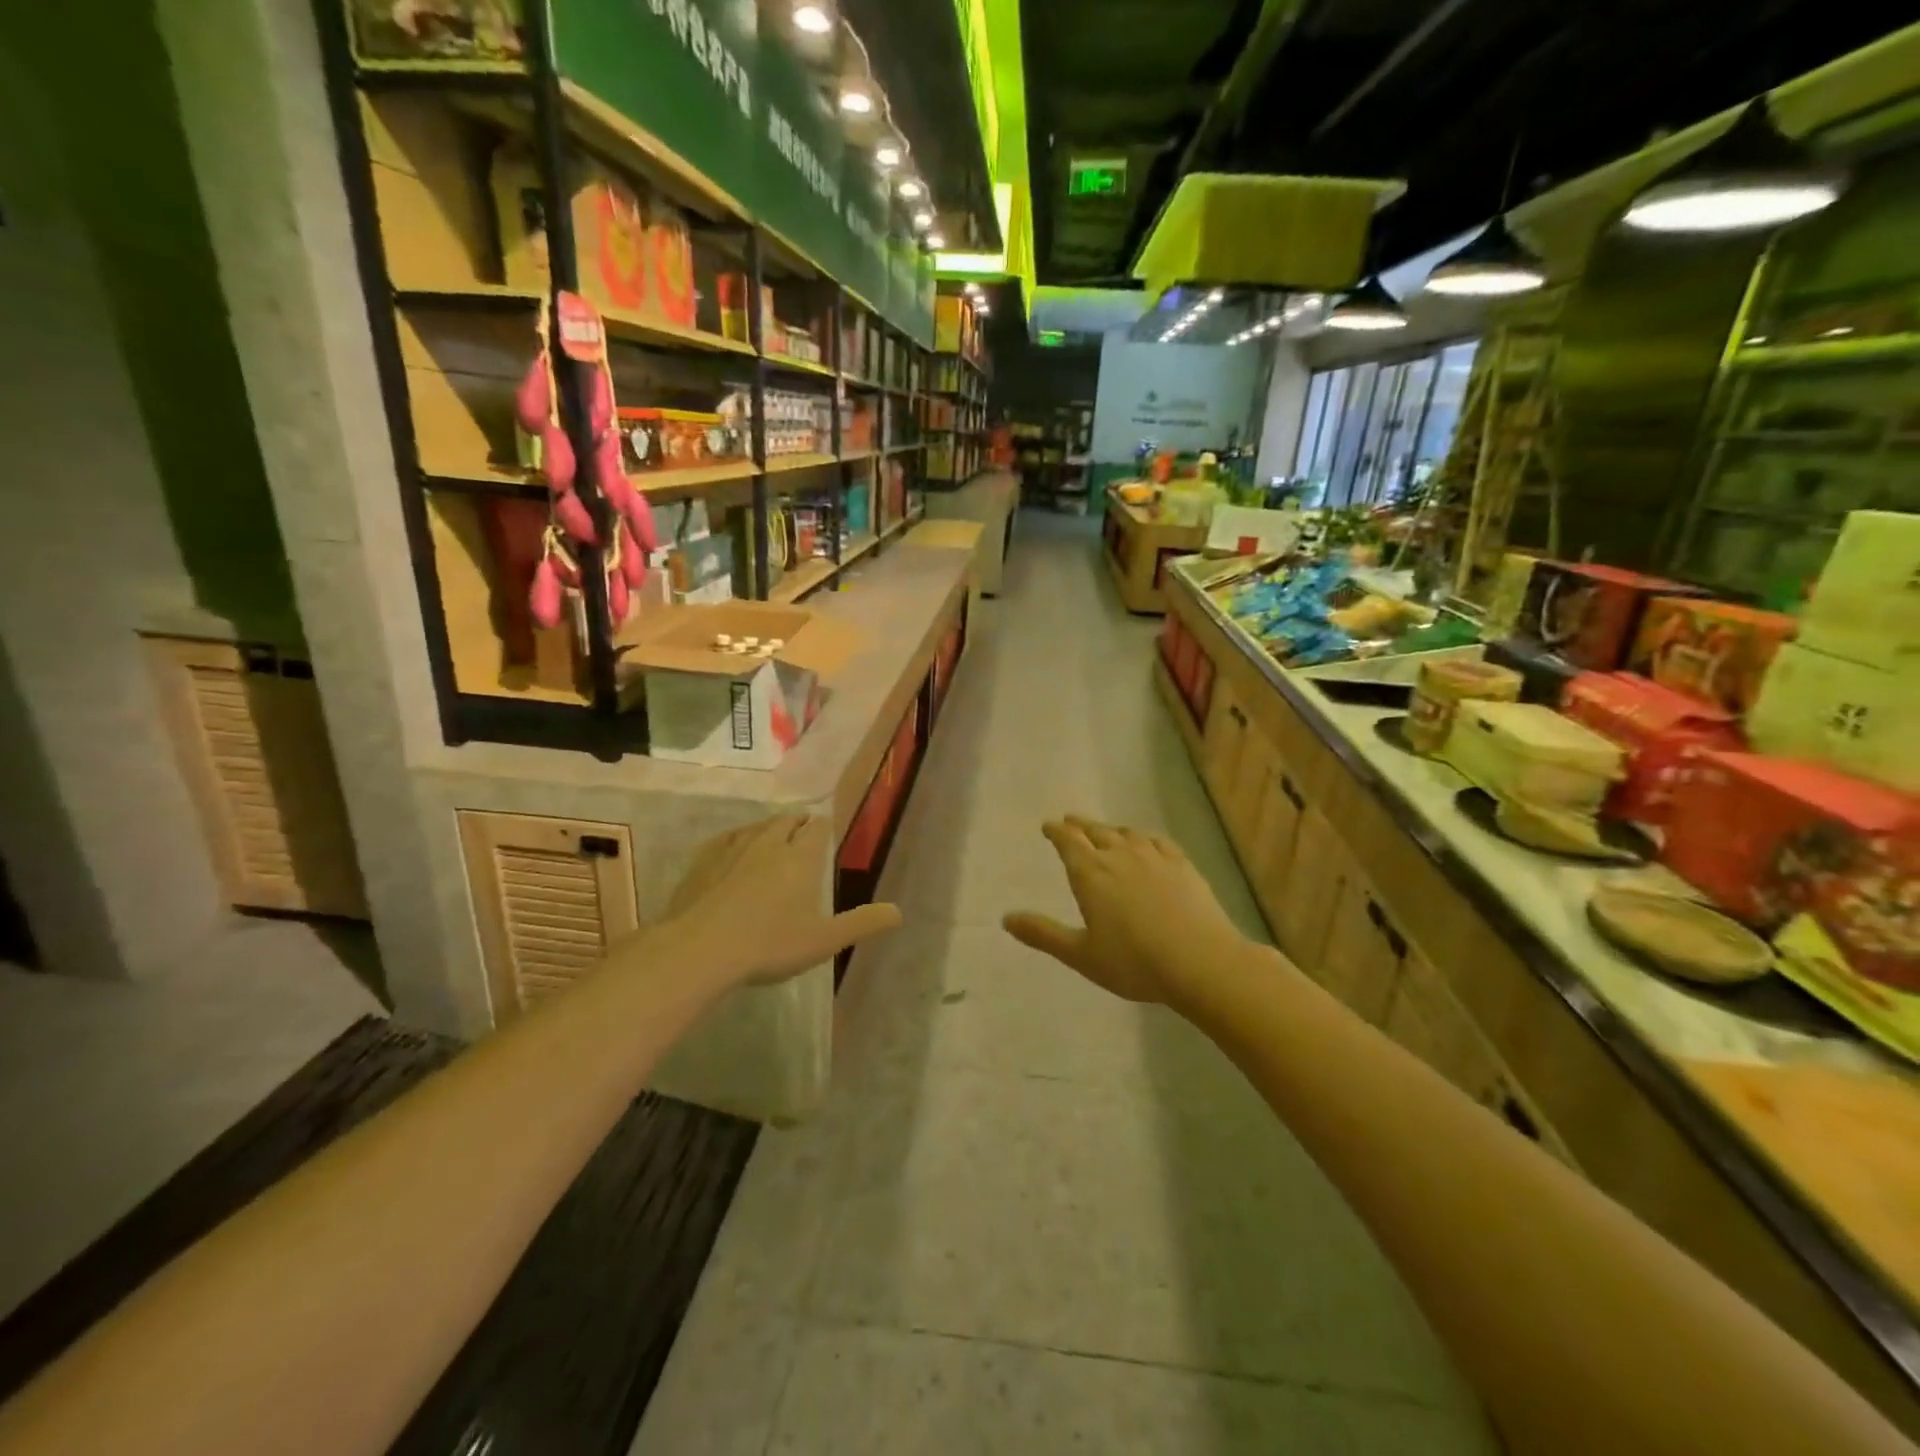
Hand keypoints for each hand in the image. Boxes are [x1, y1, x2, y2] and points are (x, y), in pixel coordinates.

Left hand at [653, 816, 901, 990]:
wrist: (702, 949)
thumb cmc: (770, 944)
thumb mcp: (824, 940)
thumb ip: (861, 923)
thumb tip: (898, 912)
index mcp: (801, 858)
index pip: (818, 829)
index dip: (824, 827)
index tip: (826, 830)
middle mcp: (770, 844)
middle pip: (787, 821)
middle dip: (797, 823)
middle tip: (802, 830)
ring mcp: (733, 848)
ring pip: (757, 826)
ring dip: (768, 827)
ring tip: (772, 835)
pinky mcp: (704, 860)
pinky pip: (725, 838)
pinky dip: (736, 838)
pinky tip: (732, 846)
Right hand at [1003, 816, 1246, 1008]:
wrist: (1201, 961)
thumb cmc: (1134, 962)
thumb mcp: (1081, 954)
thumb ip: (1043, 934)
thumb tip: (1006, 918)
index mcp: (1090, 873)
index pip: (1068, 842)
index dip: (1056, 832)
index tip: (1048, 826)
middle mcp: (1119, 855)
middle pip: (1095, 831)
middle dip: (1079, 826)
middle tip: (1070, 822)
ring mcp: (1154, 857)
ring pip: (1126, 833)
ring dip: (1110, 830)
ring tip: (1105, 832)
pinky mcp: (1182, 864)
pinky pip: (1157, 841)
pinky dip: (1144, 839)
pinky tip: (1147, 844)